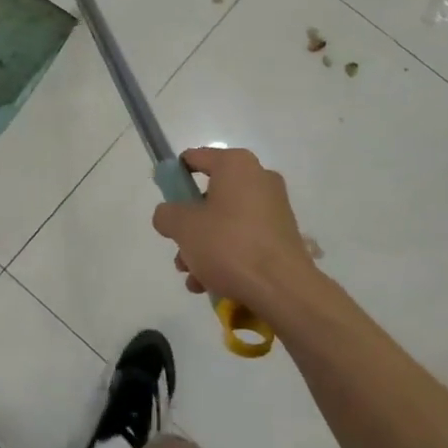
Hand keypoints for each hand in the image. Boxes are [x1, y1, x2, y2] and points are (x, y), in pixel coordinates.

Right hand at [151, 147, 319, 314]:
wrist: (282, 288)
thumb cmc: (229, 245)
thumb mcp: (183, 227)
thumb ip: (167, 214)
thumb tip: (169, 215)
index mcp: (236, 165)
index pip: (195, 159)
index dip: (175, 177)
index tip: (165, 201)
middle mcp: (259, 178)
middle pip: (209, 195)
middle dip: (189, 225)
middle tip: (179, 249)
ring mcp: (274, 208)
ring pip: (225, 221)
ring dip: (204, 247)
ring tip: (192, 277)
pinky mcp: (282, 236)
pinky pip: (245, 238)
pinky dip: (226, 256)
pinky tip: (211, 284)